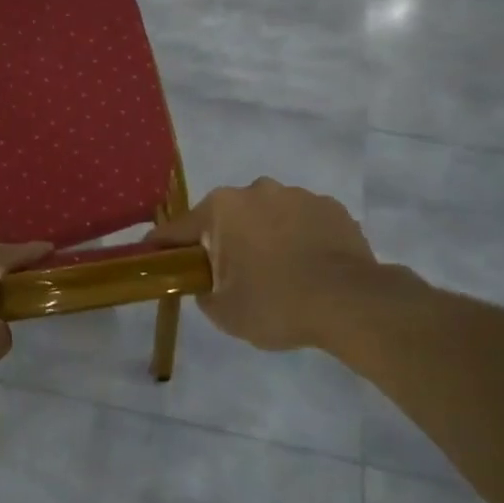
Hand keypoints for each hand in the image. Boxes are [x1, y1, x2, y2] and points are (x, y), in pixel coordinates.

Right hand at [151, 179, 389, 352]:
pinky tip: (308, 267)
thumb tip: (207, 282)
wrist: (352, 304)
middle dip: (223, 240)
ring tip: (278, 273)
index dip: (163, 246)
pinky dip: (298, 239)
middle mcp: (256, 190)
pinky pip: (302, 222)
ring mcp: (298, 195)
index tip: (152, 256)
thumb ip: (203, 291)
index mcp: (221, 209)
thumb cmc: (276, 304)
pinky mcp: (332, 208)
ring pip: (267, 216)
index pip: (178, 229)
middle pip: (226, 217)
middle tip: (230, 275)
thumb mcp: (223, 312)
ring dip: (264, 236)